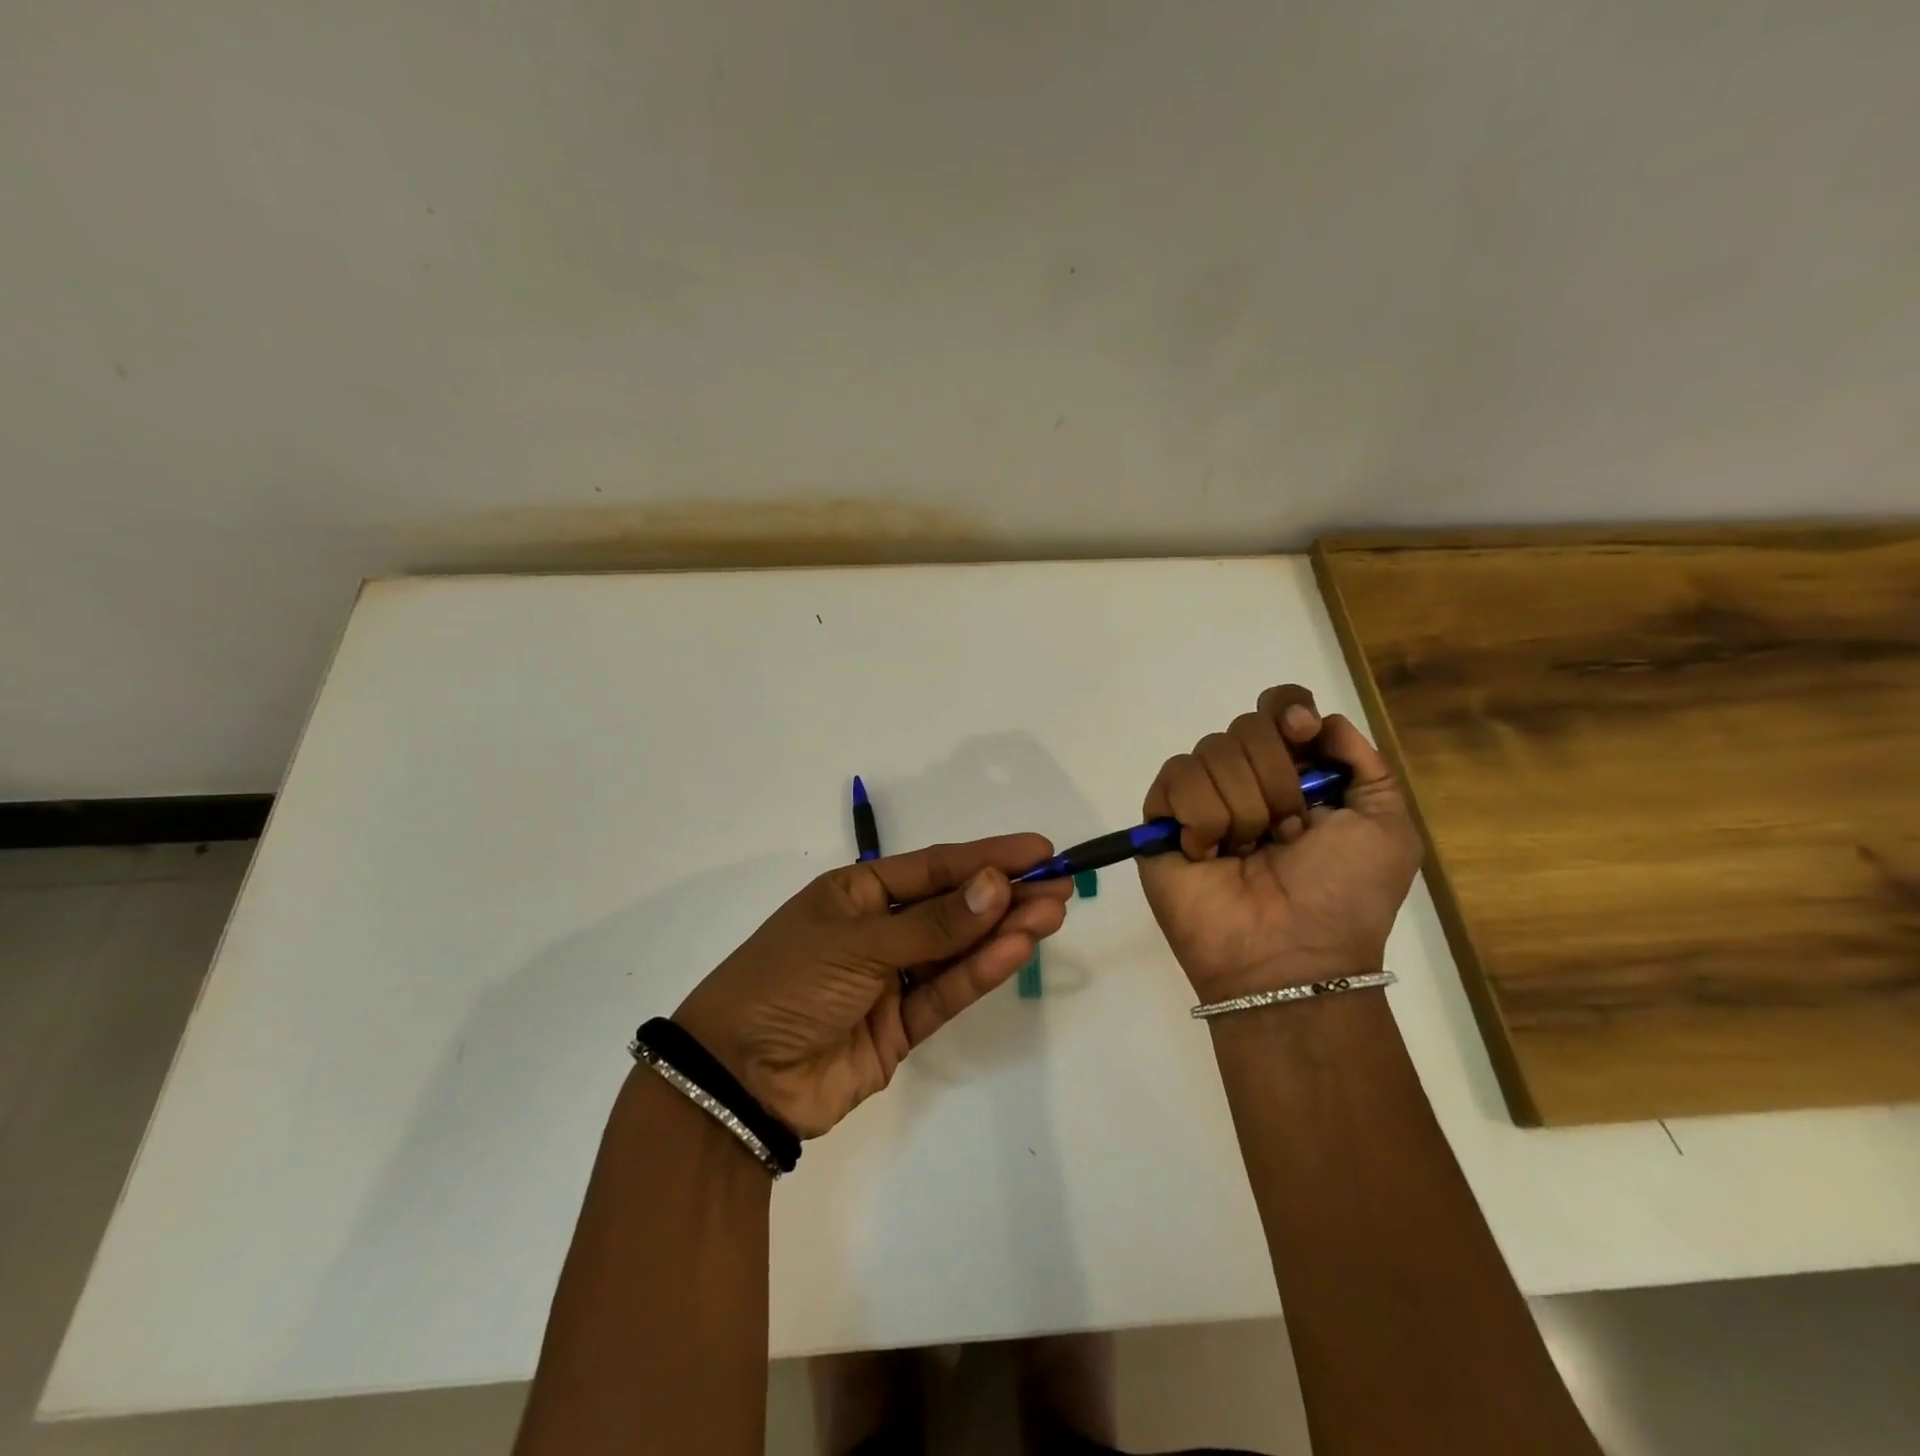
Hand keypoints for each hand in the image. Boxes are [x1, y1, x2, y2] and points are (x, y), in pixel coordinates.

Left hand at [673, 836, 1071, 1137]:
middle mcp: (878, 929)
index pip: (933, 867)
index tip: (1037, 850)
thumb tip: (996, 885)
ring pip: (956, 949)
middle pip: (952, 907)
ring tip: (1052, 912)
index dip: (986, 856)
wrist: (737, 1080)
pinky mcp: (901, 1027)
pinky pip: (946, 992)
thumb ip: (932, 923)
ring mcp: (891, 979)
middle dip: (1005, 894)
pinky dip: (980, 972)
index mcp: (856, 892)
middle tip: (1060, 884)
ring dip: (1002, 931)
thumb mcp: (857, 943)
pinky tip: (1017, 949)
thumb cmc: (786, 984)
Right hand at [1137, 685, 1422, 1000]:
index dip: (1286, 710)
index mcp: (1296, 774)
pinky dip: (1201, 819)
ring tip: (1248, 853)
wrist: (1290, 954)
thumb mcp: (1386, 828)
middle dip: (1276, 781)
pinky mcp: (1162, 819)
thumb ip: (1364, 763)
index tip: (1302, 736)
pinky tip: (1209, 855)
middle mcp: (1246, 778)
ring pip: (1211, 752)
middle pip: (1246, 726)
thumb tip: (1318, 721)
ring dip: (1243, 809)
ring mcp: (1201, 798)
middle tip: (1287, 833)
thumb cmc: (1345, 896)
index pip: (1277, 707)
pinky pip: (1176, 779)